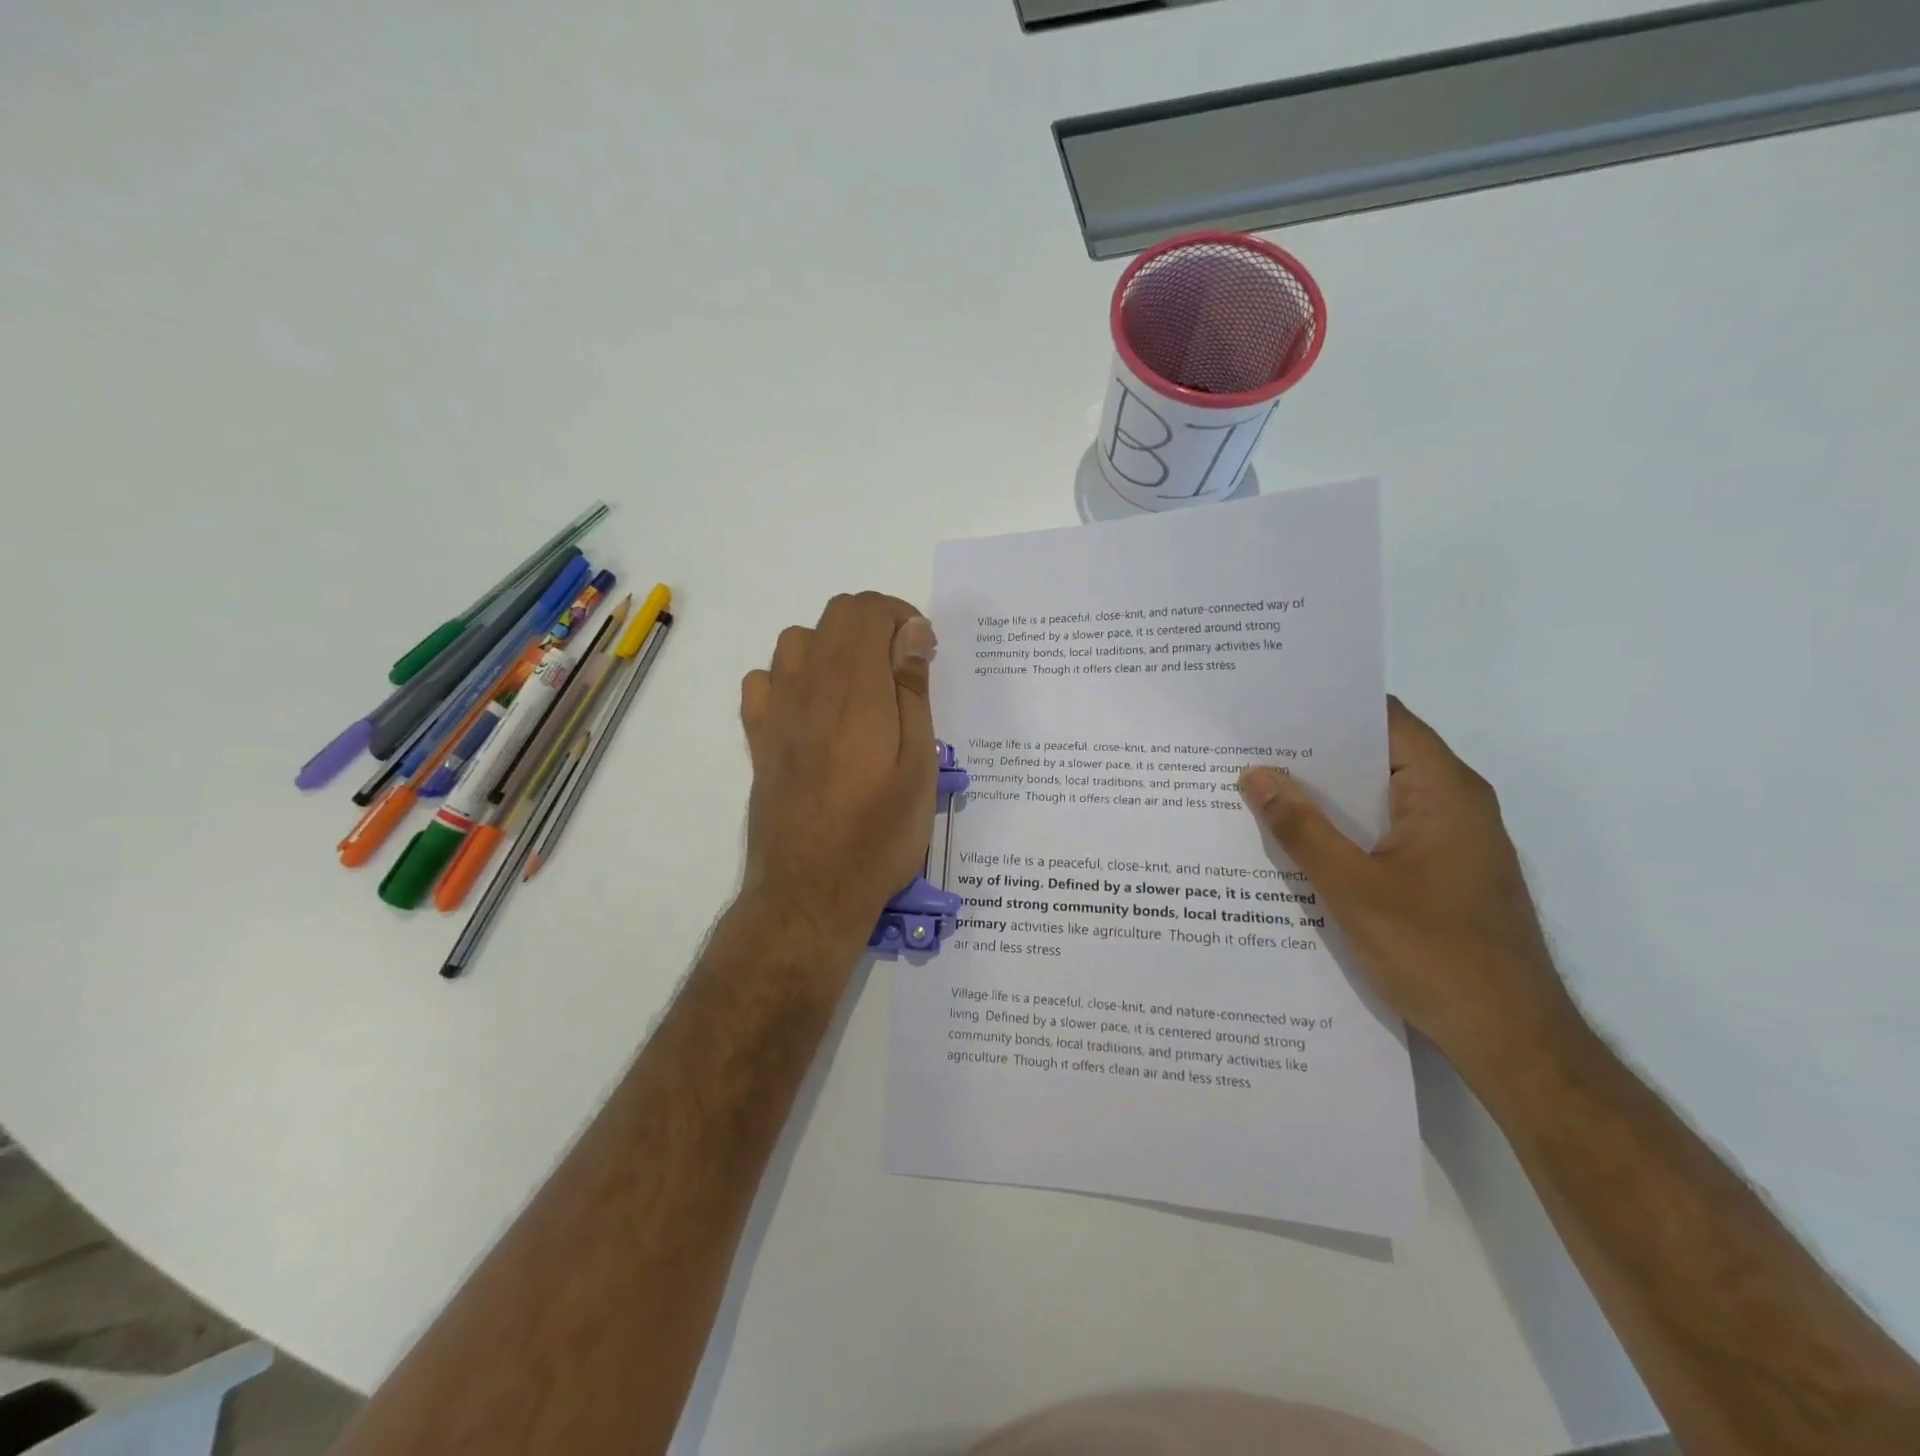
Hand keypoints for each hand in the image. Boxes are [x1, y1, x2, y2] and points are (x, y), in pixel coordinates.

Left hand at [738, 593, 938, 950]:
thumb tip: (911, 632)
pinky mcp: (758, 737)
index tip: (924, 653)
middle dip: (875, 625)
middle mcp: (808, 685)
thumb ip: (912, 691)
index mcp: (854, 688)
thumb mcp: (919, 766)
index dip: (901, 616)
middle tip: (902, 670)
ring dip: (835, 647)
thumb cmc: (878, 834)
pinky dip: (793, 677)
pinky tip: (813, 711)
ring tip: (861, 689)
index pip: (867, 610)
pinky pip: (766, 679)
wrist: (811, 891)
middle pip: (835, 615)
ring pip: (798, 640)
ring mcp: (775, 710)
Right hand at [1239, 698, 1577, 1075]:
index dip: (1328, 709)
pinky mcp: (1441, 870)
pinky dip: (1341, 829)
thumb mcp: (1354, 890)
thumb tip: (1256, 774)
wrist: (1513, 1040)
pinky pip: (1382, 831)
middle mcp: (1453, 803)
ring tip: (1257, 788)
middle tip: (1247, 749)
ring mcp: (1449, 839)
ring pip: (1376, 797)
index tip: (1270, 709)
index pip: (1384, 720)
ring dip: (1324, 796)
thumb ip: (1303, 829)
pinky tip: (1295, 841)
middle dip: (1313, 754)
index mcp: (1445, 791)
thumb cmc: (1438, 956)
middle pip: (1377, 756)